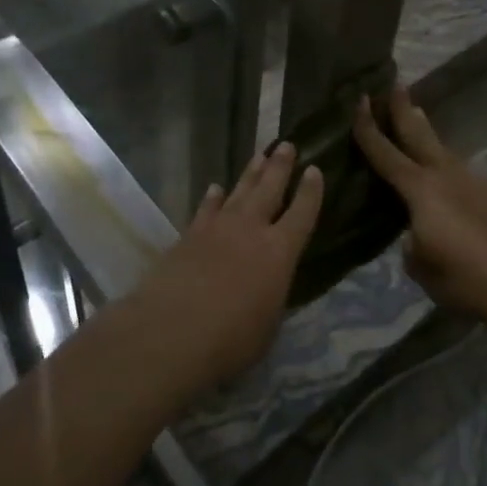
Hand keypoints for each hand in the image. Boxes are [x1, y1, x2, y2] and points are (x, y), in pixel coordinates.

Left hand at [137, 143, 322, 388]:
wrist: (171, 331)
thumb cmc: (230, 340)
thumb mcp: (267, 326)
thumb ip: (271, 298)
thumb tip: (268, 287)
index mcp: (279, 253)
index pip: (303, 214)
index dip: (311, 191)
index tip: (315, 170)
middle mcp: (250, 230)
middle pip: (269, 189)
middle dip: (280, 166)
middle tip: (287, 145)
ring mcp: (217, 228)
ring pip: (239, 192)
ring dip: (250, 174)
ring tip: (259, 155)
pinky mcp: (189, 235)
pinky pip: (206, 208)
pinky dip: (213, 198)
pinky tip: (215, 188)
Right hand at [353, 87, 486, 328]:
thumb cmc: (467, 277)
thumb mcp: (421, 266)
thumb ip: (411, 242)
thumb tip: (417, 233)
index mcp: (420, 189)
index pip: (385, 152)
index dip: (368, 127)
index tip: (360, 100)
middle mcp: (444, 175)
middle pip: (418, 134)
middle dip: (403, 109)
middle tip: (395, 85)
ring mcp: (470, 182)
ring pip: (440, 148)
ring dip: (424, 130)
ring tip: (415, 116)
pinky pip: (454, 167)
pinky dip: (440, 158)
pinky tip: (440, 169)